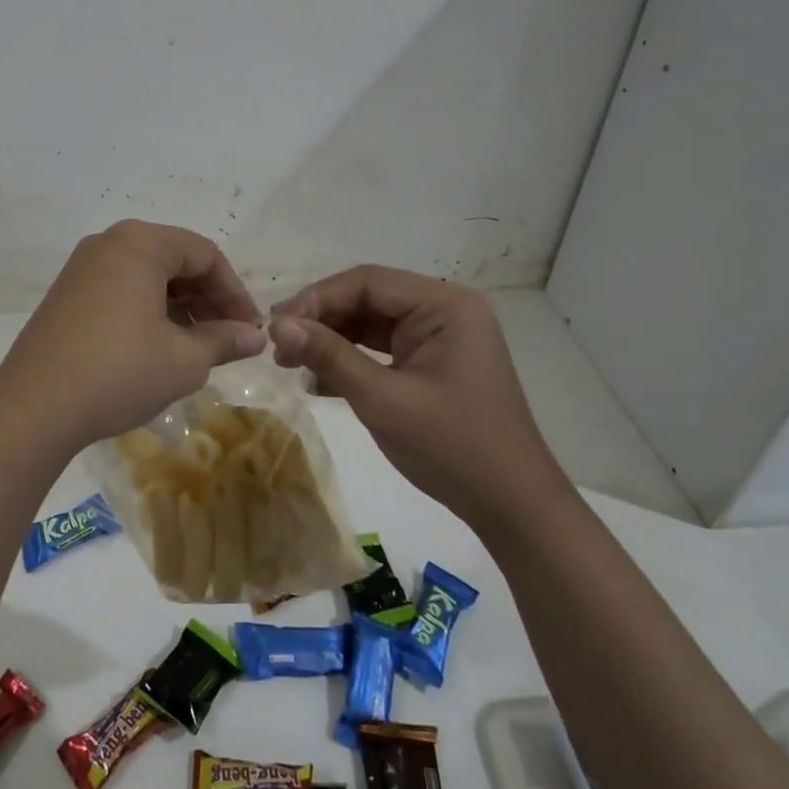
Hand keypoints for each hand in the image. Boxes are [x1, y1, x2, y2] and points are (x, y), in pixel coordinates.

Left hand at [0, 221, 265, 454]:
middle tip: (228, 340)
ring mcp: (82, 269)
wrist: (34, 408)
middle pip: (174, 261)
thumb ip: (224, 340)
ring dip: (180, 308)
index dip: (235, 292)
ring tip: (198, 349)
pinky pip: (121, 291)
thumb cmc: (120, 372)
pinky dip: (148, 312)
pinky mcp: (66, 296)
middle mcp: (108, 244)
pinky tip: (159, 348)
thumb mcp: (184, 360)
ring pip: (147, 277)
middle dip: (208, 300)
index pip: (205, 254)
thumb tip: (255, 336)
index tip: (250, 330)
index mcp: (140, 244)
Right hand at [269, 267, 569, 530]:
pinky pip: (382, 349)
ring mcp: (439, 338)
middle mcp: (444, 311)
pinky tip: (319, 382)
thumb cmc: (453, 447)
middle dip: (321, 320)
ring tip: (290, 363)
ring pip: (370, 324)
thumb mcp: (383, 400)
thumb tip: (277, 325)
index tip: (276, 326)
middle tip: (278, 347)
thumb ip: (329, 356)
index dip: (317, 298)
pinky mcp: (432, 364)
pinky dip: (350, 361)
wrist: (512, 506)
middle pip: (367, 299)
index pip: (367, 282)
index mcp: (444, 306)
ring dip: (331, 341)